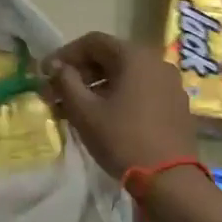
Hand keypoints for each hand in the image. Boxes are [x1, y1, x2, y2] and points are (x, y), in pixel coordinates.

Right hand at [43, 32, 196, 178]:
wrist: (169, 179)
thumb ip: (66, 82)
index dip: (65, 54)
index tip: (45, 73)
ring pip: (125, 75)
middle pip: (110, 57)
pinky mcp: (175, 105)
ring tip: (75, 108)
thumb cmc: (122, 139)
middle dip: (80, 72)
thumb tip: (55, 67)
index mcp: (135, 57)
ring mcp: (170, 84)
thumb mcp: (85, 111)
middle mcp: (157, 62)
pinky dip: (118, 96)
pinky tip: (103, 117)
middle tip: (57, 92)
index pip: (93, 41)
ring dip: (97, 86)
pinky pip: (140, 90)